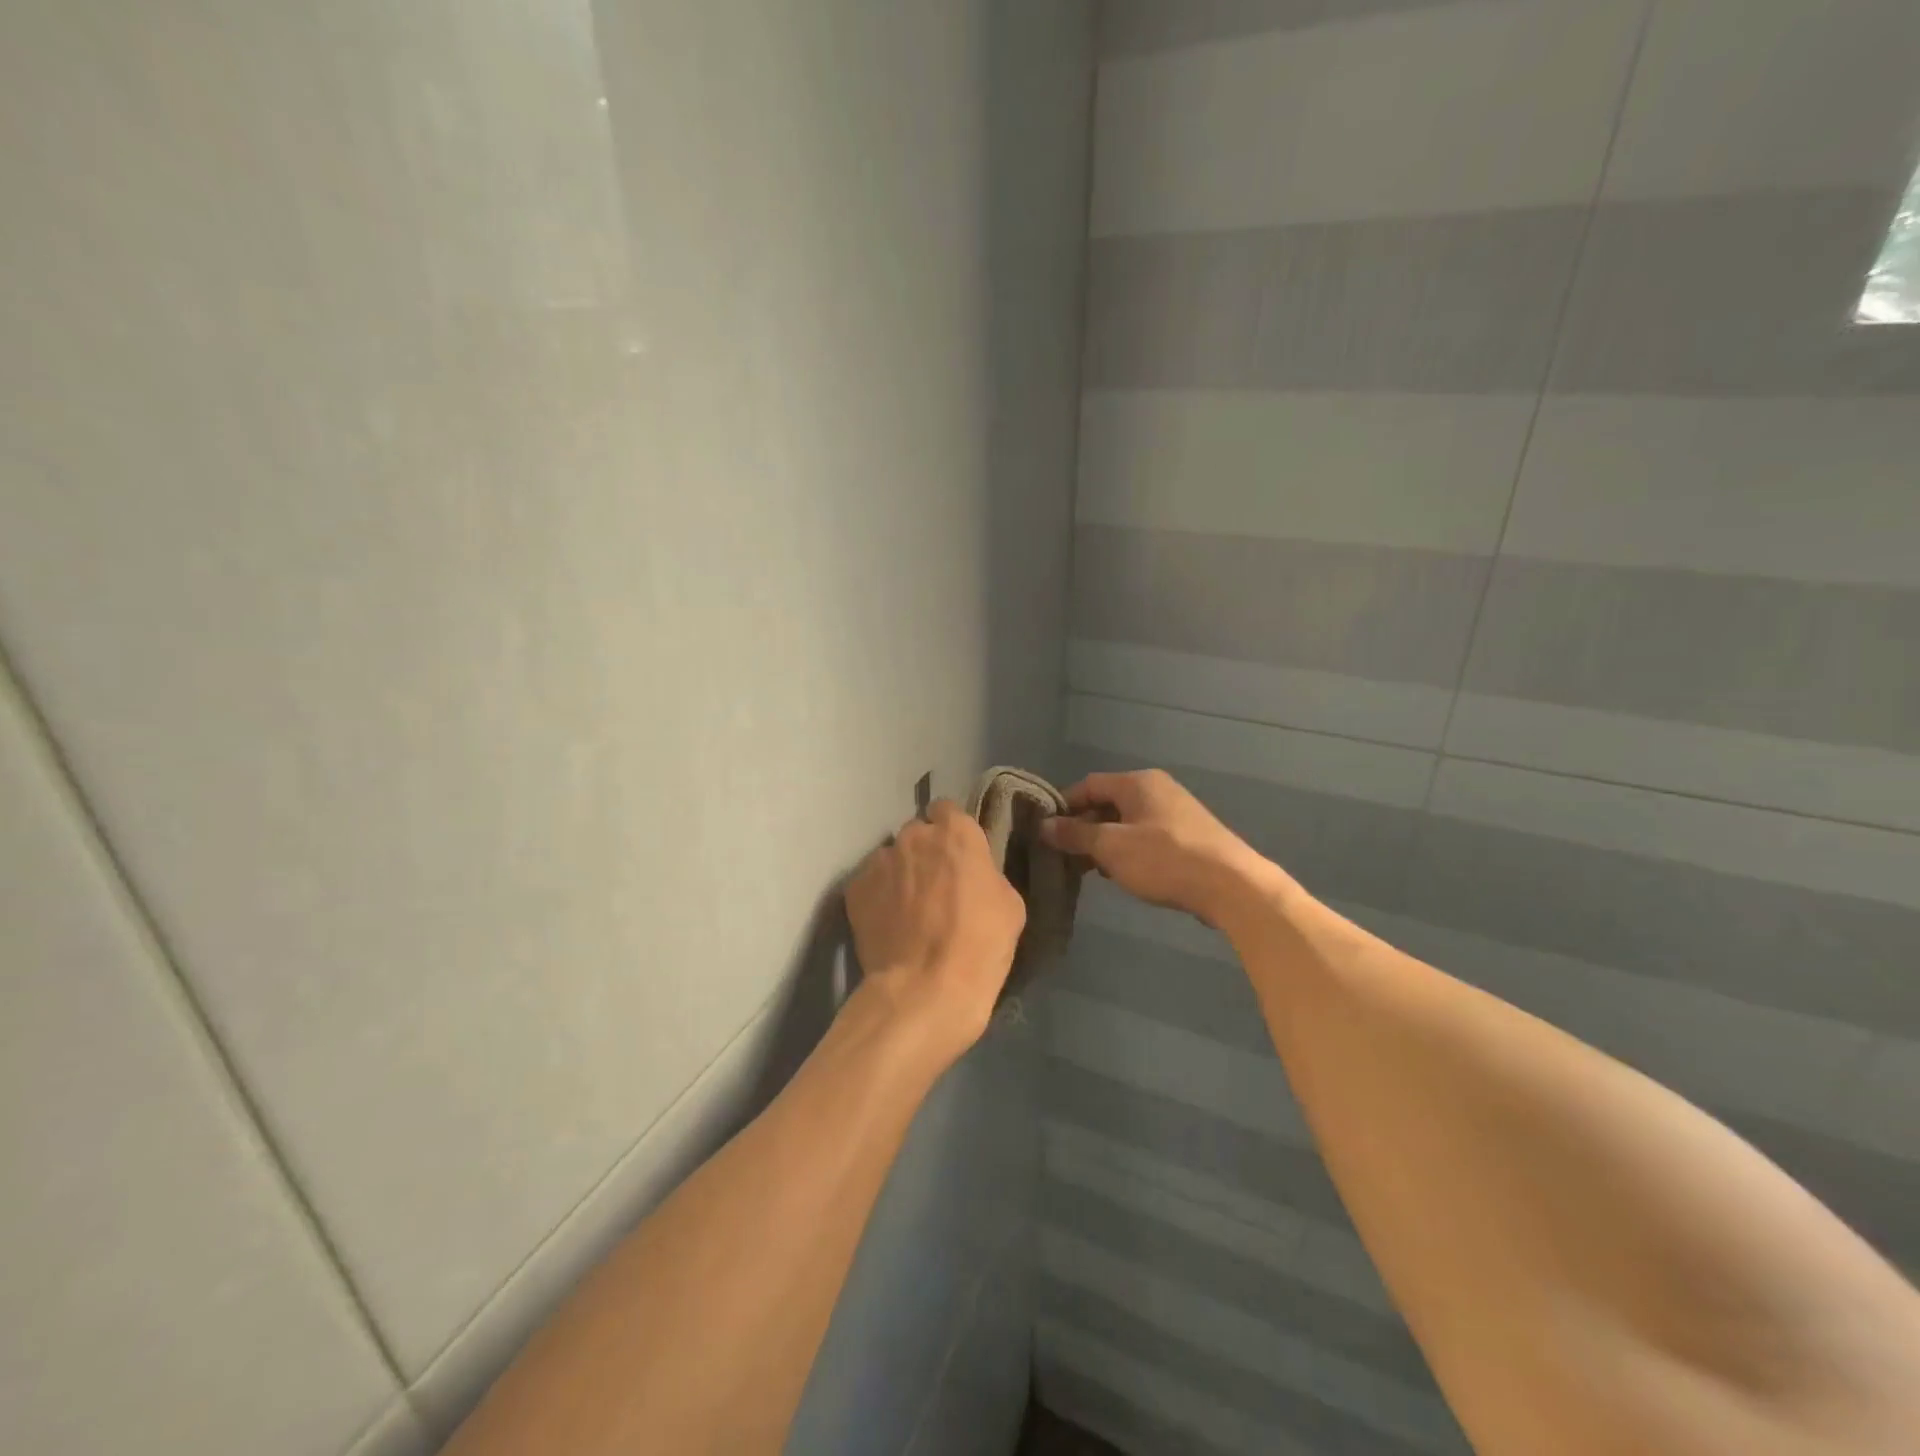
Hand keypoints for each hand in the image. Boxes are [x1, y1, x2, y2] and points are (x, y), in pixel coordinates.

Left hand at [845, 799, 1026, 1063]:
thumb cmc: (980, 945)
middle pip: (917, 832)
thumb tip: (973, 875)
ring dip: (900, 874)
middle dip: (924, 852)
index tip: (957, 854)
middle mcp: (914, 836)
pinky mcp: (854, 888)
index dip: (951, 830)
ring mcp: (879, 860)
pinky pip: (870, 883)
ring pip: (891, 857)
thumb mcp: (1010, 905)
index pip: (948, 809)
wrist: (925, 989)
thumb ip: (986, 874)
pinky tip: (888, 924)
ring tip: (907, 910)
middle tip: (934, 885)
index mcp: (956, 833)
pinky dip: (878, 897)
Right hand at [1040, 769, 1277, 928]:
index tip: (1047, 831)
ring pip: (1127, 821)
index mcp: (1137, 782)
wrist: (1231, 886)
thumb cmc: (1164, 859)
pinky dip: (1129, 850)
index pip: (1088, 784)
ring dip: (1106, 842)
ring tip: (1091, 869)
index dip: (1064, 806)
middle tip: (1066, 855)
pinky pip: (1147, 836)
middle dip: (1084, 827)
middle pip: (1108, 802)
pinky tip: (1124, 873)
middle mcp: (1157, 789)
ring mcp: (1176, 812)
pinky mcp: (1189, 836)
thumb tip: (1044, 825)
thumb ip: (1075, 835)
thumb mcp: (1111, 847)